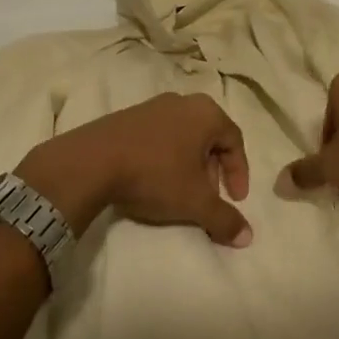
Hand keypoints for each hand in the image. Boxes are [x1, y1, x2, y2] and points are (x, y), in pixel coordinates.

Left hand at [16, 94, 253, 246]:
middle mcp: (182, 102)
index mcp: (205, 113)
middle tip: (208, 196)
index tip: (235, 200)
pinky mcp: (127, 116)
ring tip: (180, 191)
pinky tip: (153, 180)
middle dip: (213, 170)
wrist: (92, 161)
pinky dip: (165, 157)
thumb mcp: (195, 201)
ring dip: (189, 164)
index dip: (239, 172)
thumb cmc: (154, 174)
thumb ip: (224, 219)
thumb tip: (247, 236)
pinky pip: (158, 136)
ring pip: (183, 136)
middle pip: (209, 137)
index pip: (235, 140)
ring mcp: (152, 106)